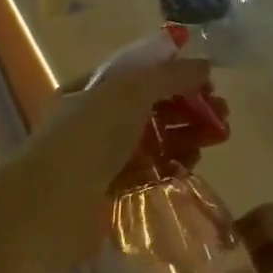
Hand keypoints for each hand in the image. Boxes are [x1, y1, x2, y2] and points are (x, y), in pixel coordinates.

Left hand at [13, 56, 218, 265]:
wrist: (49, 207)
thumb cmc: (88, 137)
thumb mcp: (130, 91)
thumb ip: (170, 75)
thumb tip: (204, 65)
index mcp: (91, 88)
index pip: (140, 73)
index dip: (176, 74)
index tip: (209, 82)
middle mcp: (94, 119)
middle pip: (151, 106)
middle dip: (188, 106)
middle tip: (222, 115)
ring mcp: (100, 157)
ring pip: (152, 139)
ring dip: (185, 135)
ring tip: (215, 139)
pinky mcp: (109, 190)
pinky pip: (148, 171)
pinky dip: (171, 165)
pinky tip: (191, 164)